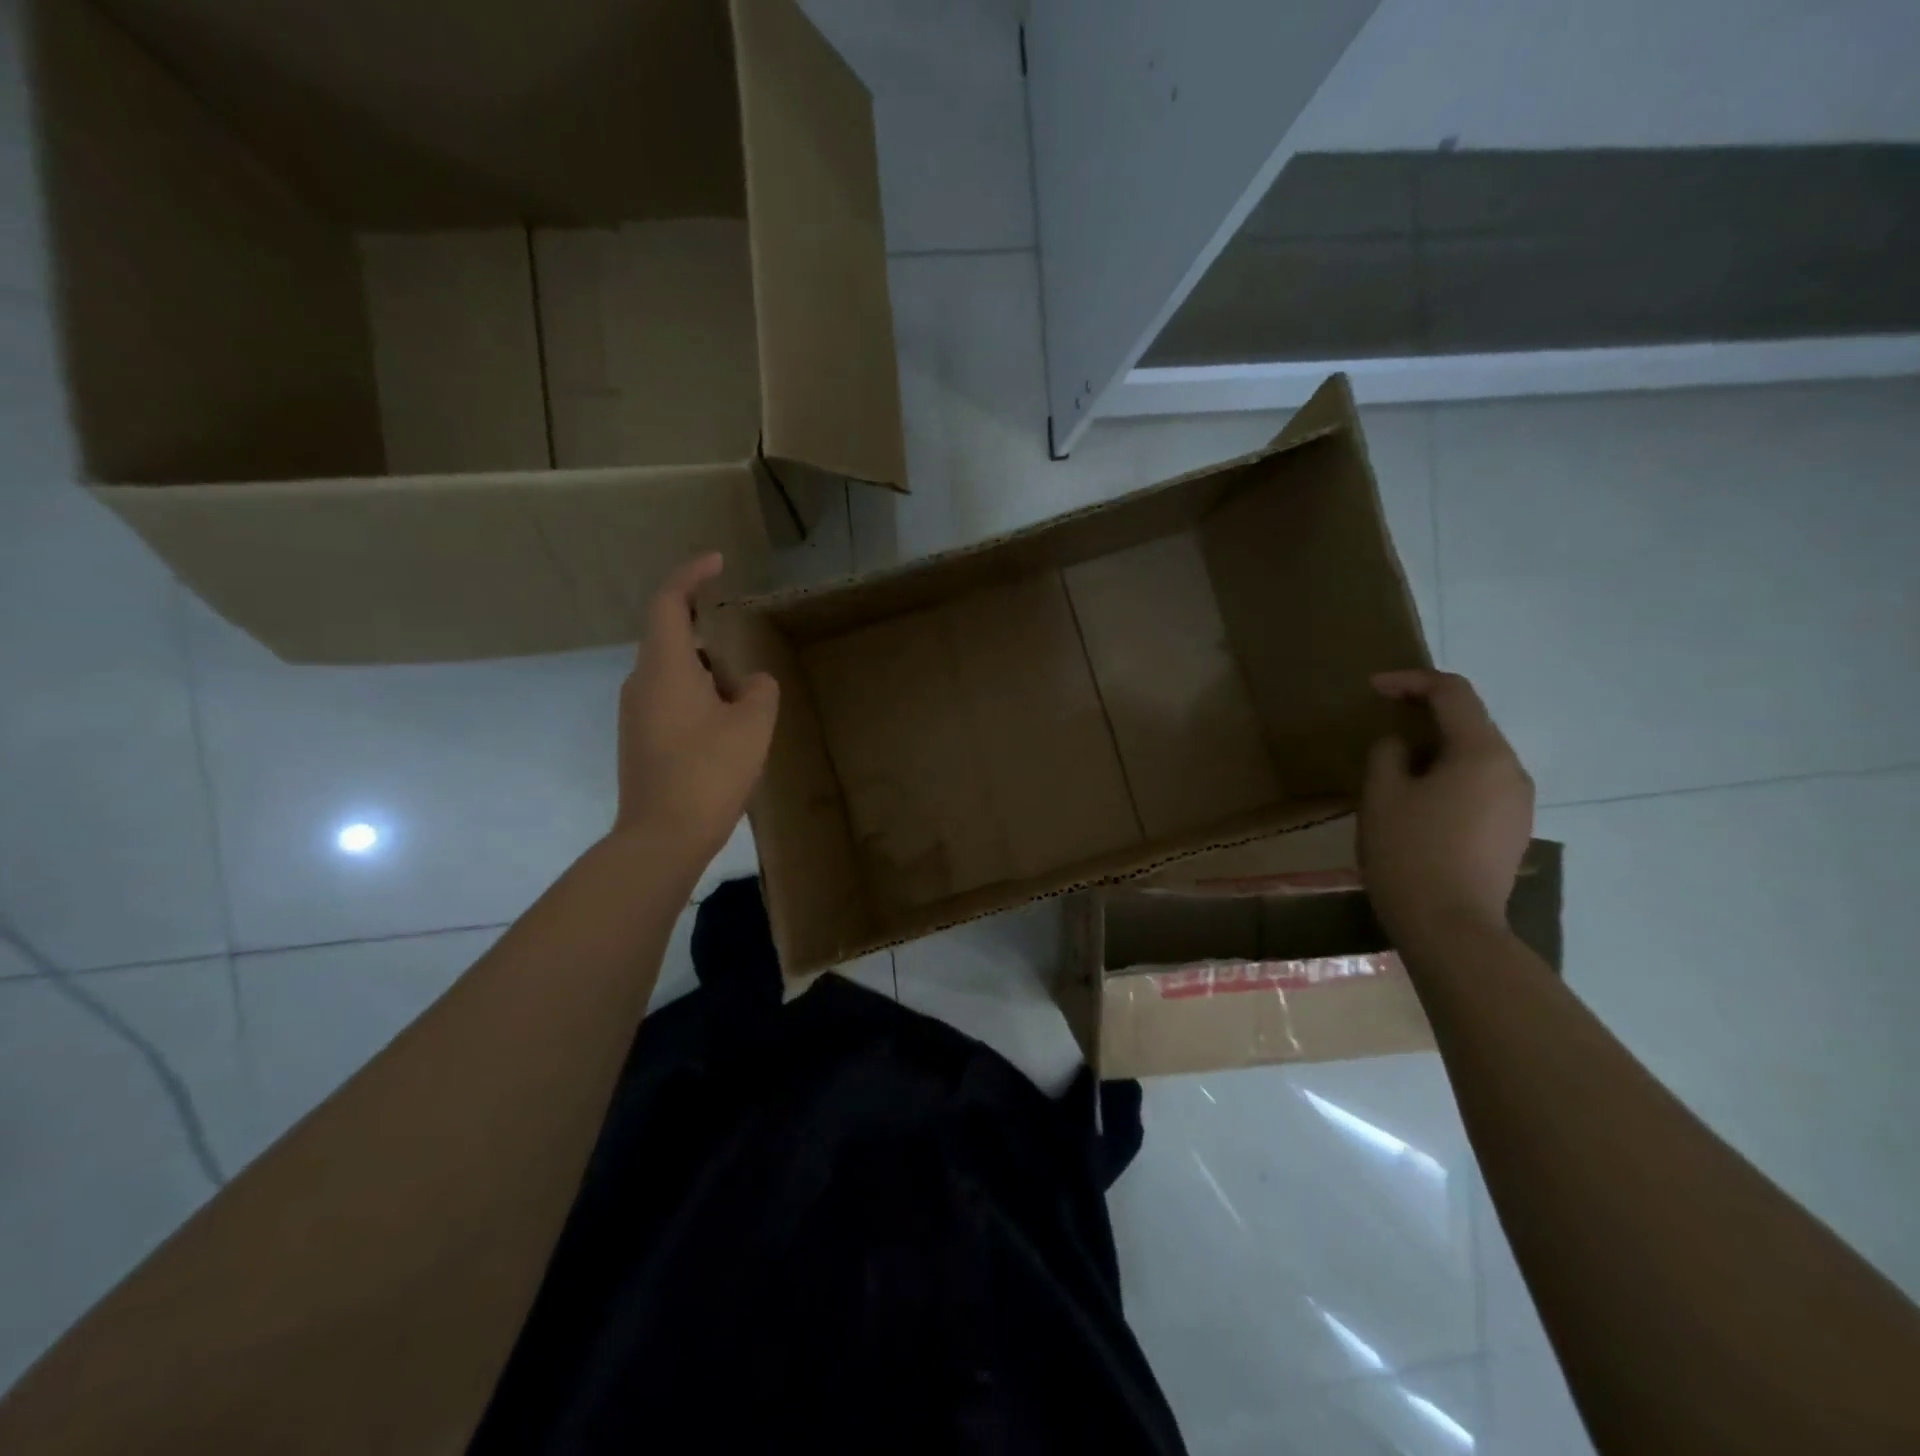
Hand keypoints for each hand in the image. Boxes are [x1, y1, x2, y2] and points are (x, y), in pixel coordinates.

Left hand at [615, 554, 778, 858]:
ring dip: (709, 678)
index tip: (717, 562)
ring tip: (744, 708)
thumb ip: (760, 691)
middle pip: (672, 640)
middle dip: (711, 642)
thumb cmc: (709, 772)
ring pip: (674, 675)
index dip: (691, 575)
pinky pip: (670, 703)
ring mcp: (635, 714)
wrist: (662, 837)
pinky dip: (699, 702)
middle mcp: (641, 684)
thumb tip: (750, 683)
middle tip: (746, 666)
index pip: (669, 603)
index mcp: (665, 669)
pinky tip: (726, 734)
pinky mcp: (639, 741)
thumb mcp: (753, 725)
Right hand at [1359, 670, 1533, 942]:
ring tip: (1394, 770)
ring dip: (1435, 751)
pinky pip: (1479, 786)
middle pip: (1469, 723)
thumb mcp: (1382, 794)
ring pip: (1474, 757)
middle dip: (1424, 716)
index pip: (1453, 693)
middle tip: (1382, 726)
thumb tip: (1402, 745)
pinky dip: (1448, 778)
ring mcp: (1518, 804)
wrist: (1451, 927)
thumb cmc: (1410, 852)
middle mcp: (1512, 771)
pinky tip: (1418, 804)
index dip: (1411, 681)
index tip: (1373, 689)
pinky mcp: (1512, 831)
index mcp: (1483, 753)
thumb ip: (1389, 754)